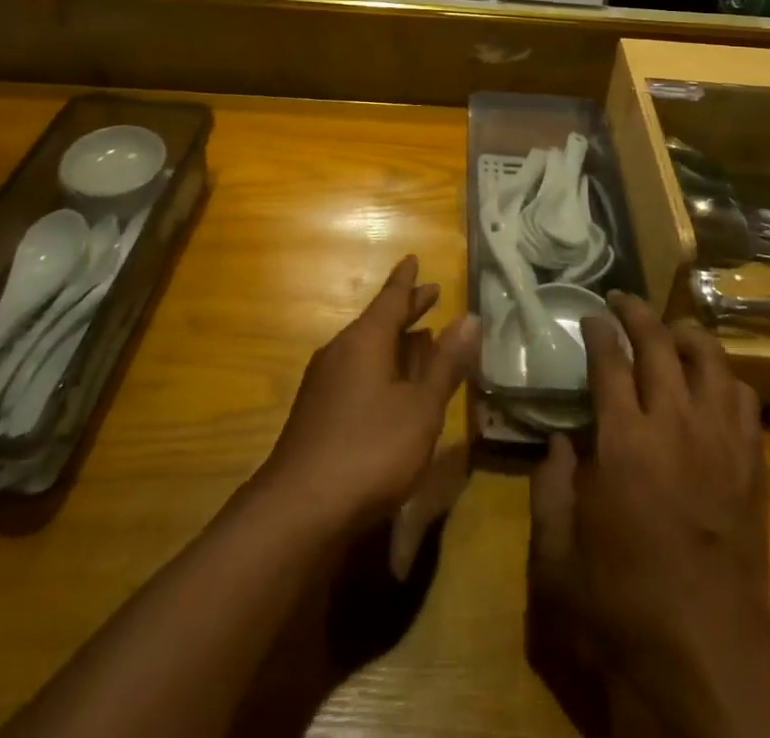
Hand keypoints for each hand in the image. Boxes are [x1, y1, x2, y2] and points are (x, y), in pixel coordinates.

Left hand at [257, 255, 480, 537]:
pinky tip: (390, 386)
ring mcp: (324, 382)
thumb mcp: (421, 408)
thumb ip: (445, 364)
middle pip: (378, 321)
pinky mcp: (317, 411)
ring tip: (418, 338)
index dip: (407, 281)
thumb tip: (469, 317)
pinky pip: (355, 371)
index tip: (414, 258)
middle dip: (405, 309)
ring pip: (366, 348)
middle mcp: (341, 350)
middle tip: (430, 294)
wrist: (299, 510)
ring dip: (394, 341)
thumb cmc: (370, 450)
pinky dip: (380, 366)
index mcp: (365, 339)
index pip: (391, 298)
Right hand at [529, 293, 769, 737]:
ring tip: (670, 331)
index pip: (610, 361)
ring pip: (710, 361)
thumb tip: (558, 442)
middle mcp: (674, 426)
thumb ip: (549, 488)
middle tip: (622, 301)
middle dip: (638, 314)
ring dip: (687, 335)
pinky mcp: (751, 466)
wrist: (707, 660)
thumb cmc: (620, 607)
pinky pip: (745, 400)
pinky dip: (726, 378)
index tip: (590, 315)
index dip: (599, 331)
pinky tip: (711, 384)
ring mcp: (720, 443)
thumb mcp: (556, 556)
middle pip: (661, 345)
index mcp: (623, 441)